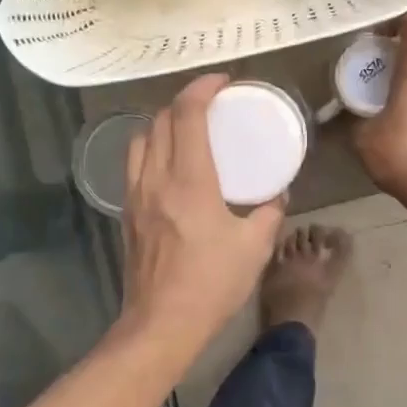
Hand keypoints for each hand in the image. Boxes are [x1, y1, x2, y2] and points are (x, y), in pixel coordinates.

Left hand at [117, 74, 286, 355]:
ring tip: (187, 128)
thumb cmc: (210, 285)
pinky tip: (170, 164)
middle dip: (184, 101)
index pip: (187, 115)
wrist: (160, 325)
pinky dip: (152, 148)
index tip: (222, 81)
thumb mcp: (254, 248)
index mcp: (189, 181)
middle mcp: (156, 179)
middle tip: (210, 102)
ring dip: (163, 122)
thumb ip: (270, 213)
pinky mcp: (127, 213)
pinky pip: (135, 164)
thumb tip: (279, 194)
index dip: (202, 88)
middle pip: (160, 120)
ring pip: (141, 139)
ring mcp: (135, 195)